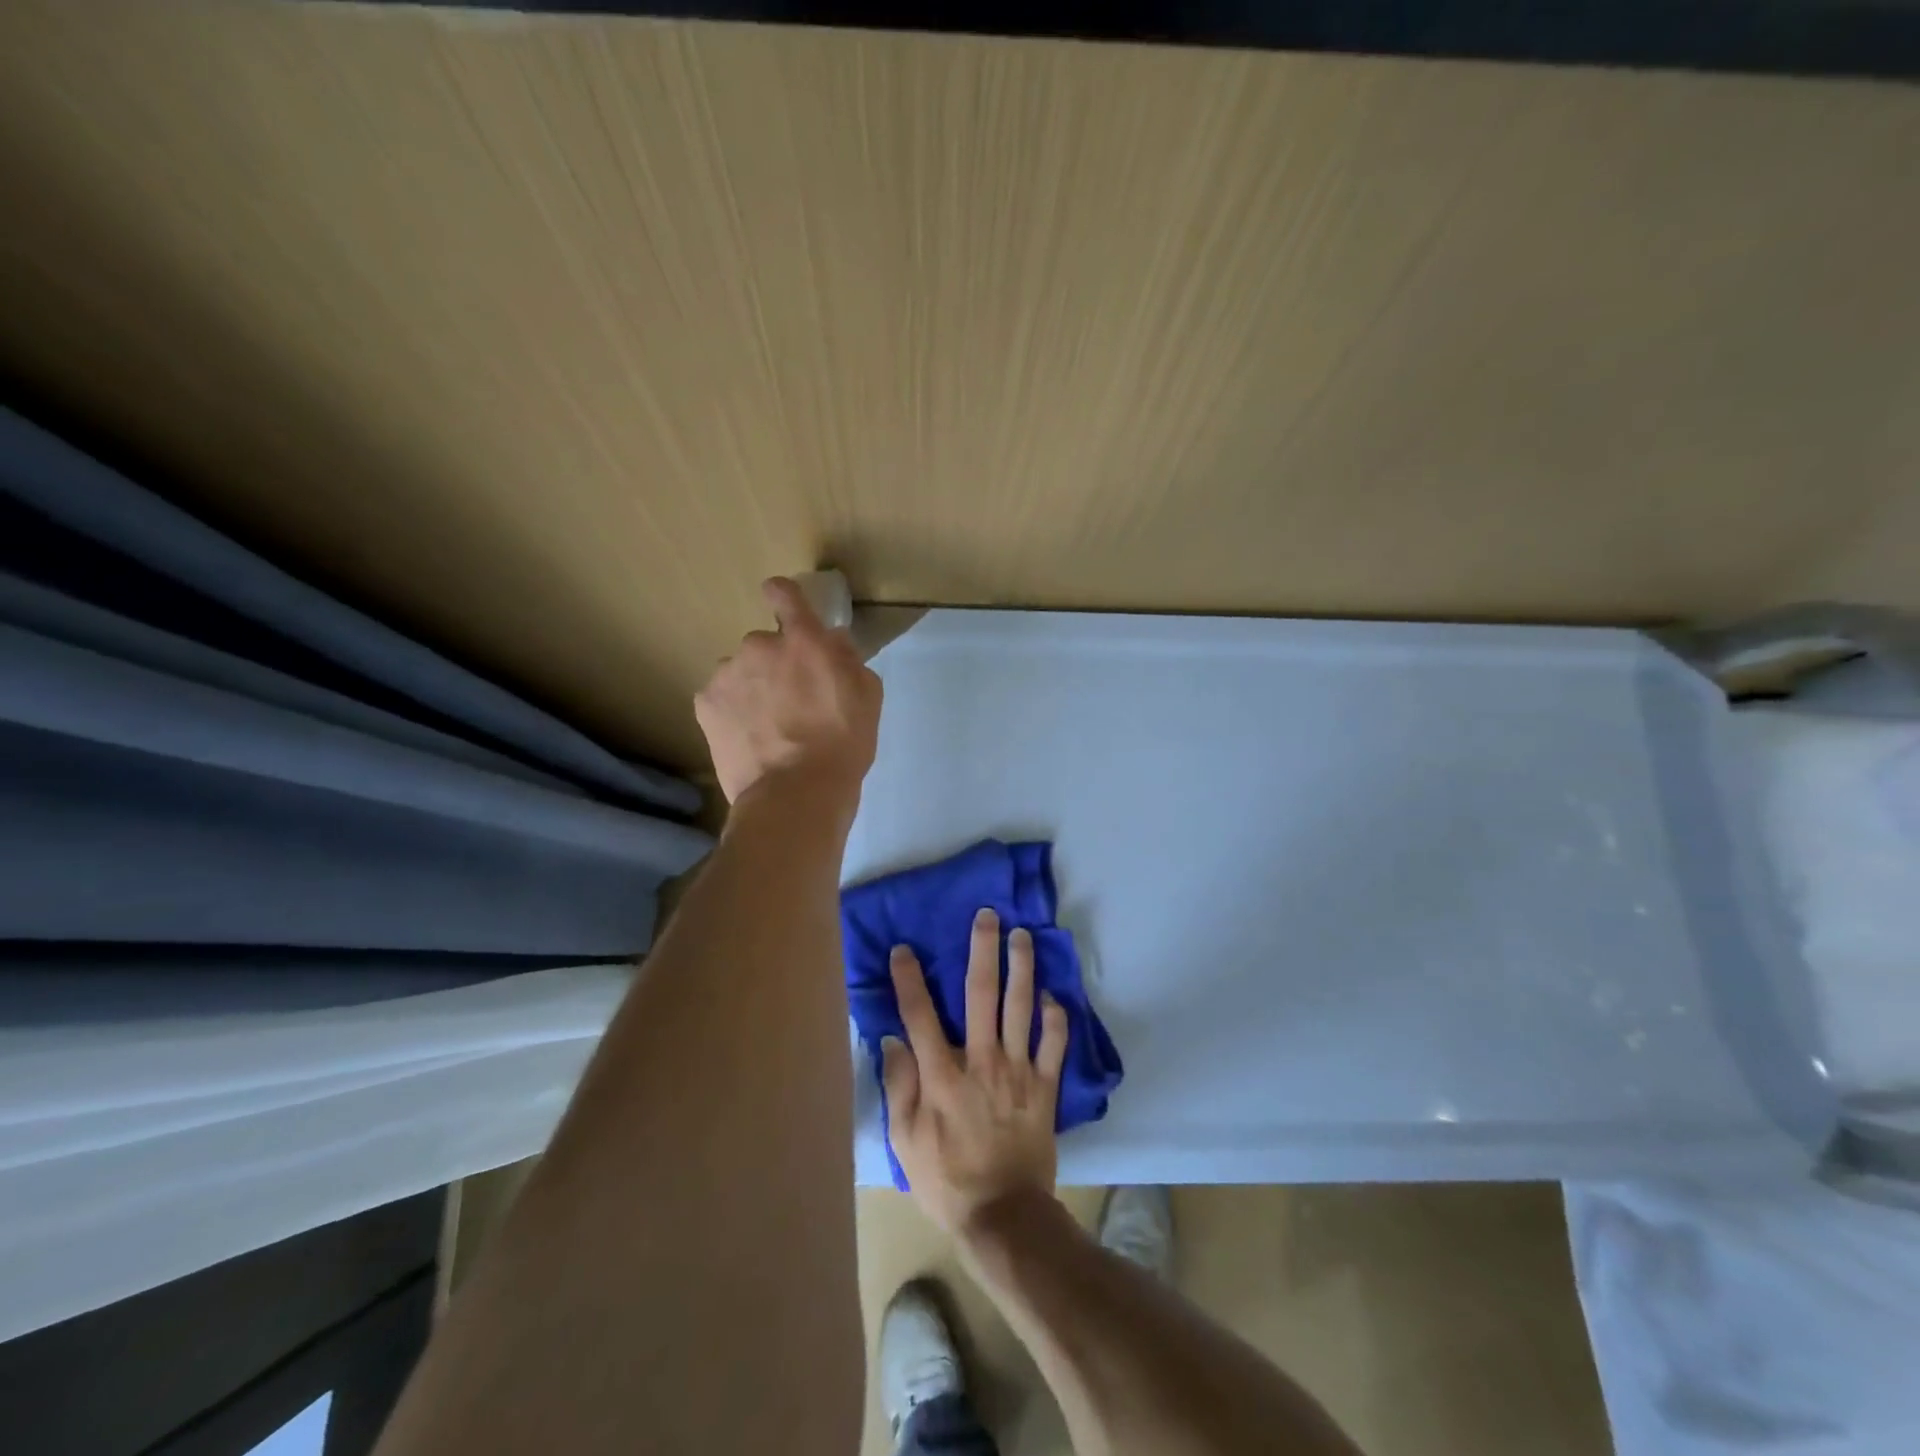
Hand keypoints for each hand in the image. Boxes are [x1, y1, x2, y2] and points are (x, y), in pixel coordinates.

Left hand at [694, 576, 882, 805]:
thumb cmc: (842, 744)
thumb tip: (831, 641)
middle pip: (764, 645)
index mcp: (803, 640)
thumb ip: (848, 659)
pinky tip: (748, 738)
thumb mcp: (867, 697)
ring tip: (767, 727)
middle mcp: (759, 645)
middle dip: (775, 664)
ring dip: (752, 688)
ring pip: (740, 672)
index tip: (782, 602)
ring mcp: (727, 674)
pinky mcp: (705, 703)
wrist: (794, 793)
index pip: (786, 594)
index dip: (784, 595)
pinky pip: (721, 697)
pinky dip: (732, 711)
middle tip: (790, 701)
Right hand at [882, 908, 1069, 1234]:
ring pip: (1022, 1008)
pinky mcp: (1045, 1087)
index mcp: (941, 1075)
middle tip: (987, 916)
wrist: (1004, 1216)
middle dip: (983, 951)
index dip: (910, 979)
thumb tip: (893, 1040)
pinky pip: (1055, 1043)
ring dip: (1022, 968)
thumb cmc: (946, 1180)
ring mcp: (1018, 1072)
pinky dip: (1056, 1016)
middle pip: (981, 995)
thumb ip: (899, 1087)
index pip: (920, 1015)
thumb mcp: (905, 1141)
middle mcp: (981, 1062)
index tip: (904, 949)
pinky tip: (1053, 993)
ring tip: (1023, 935)